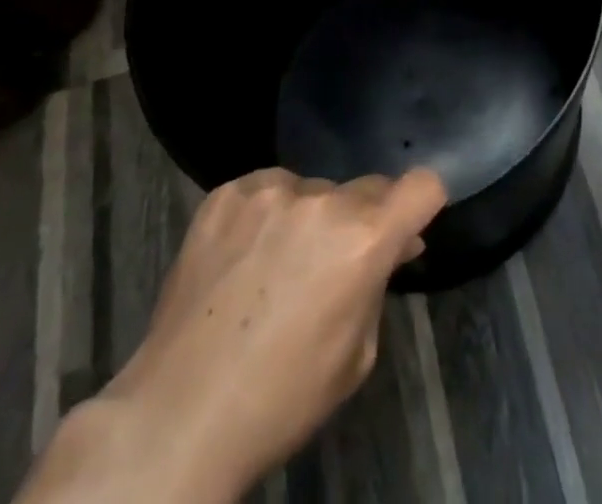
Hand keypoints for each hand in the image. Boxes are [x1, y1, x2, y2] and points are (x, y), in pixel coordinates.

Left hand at [18, 167, 447, 503]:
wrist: (178, 416)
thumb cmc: (282, 398)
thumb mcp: (356, 354)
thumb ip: (379, 283)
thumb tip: (396, 243)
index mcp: (364, 240)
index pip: (423, 184)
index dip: (423, 204)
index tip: (410, 225)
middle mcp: (322, 202)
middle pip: (367, 188)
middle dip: (365, 219)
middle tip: (336, 263)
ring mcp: (269, 191)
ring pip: (313, 190)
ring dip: (312, 216)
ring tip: (278, 265)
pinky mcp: (225, 193)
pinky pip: (266, 189)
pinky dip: (267, 214)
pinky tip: (245, 256)